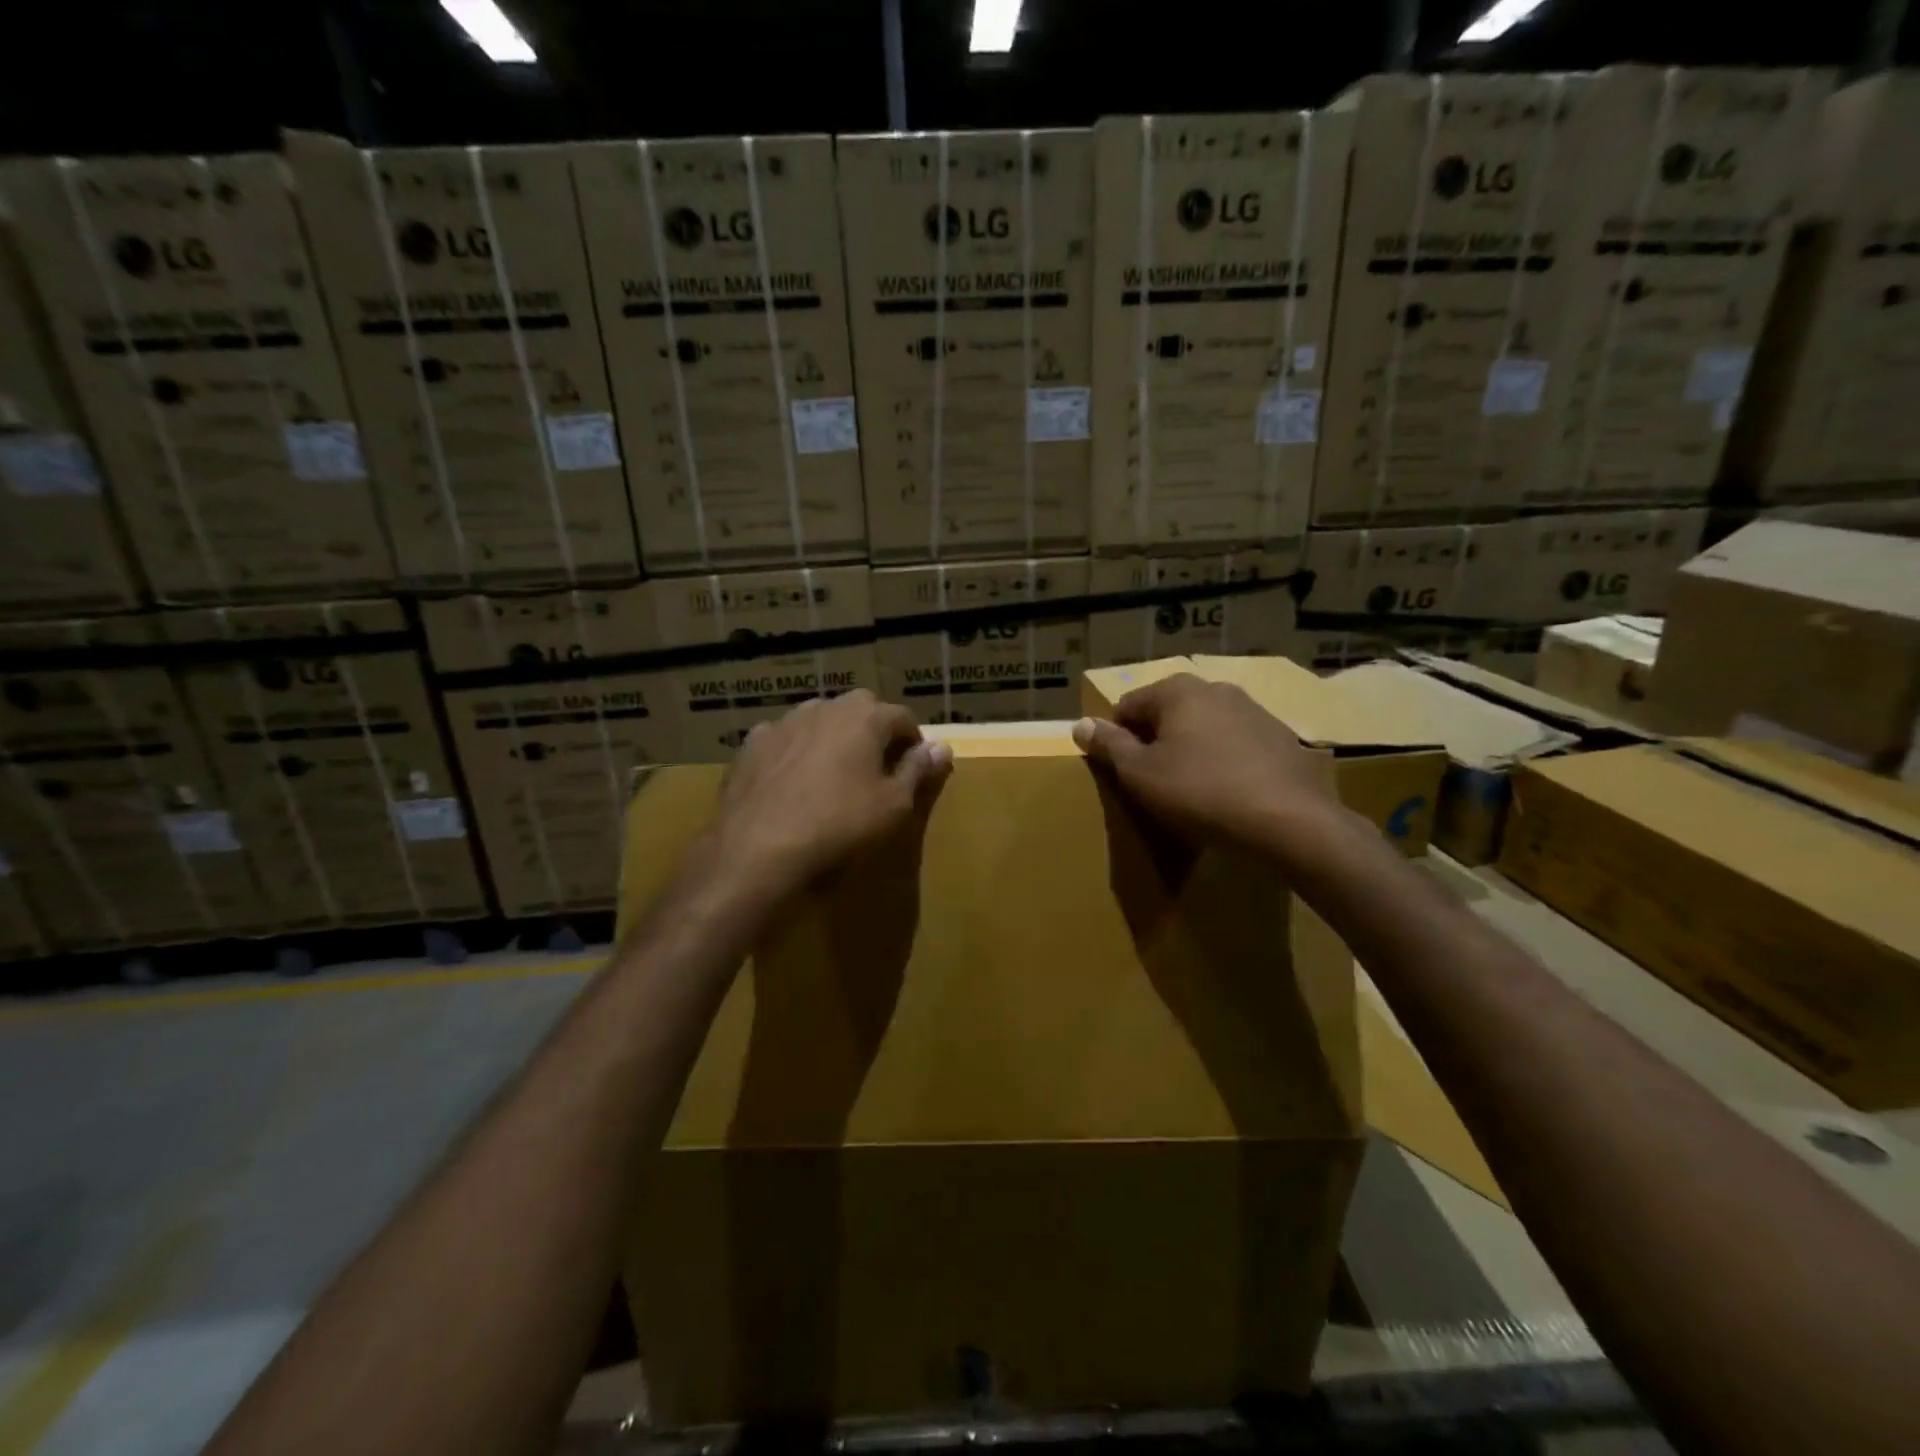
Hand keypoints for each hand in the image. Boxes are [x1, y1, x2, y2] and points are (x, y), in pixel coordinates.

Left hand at [710, 691, 952, 898]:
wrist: (758, 848)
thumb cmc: (839, 825)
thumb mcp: (893, 804)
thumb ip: (918, 770)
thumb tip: (943, 747)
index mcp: (864, 716)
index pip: (903, 717)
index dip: (914, 742)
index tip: (915, 769)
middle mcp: (823, 708)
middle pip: (859, 710)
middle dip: (873, 732)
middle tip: (877, 768)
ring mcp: (782, 723)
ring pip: (818, 721)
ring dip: (832, 738)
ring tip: (834, 775)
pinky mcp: (750, 746)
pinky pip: (784, 741)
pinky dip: (794, 754)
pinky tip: (792, 784)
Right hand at [1072, 672, 1346, 860]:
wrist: (1289, 821)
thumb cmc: (1200, 793)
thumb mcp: (1141, 774)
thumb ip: (1108, 745)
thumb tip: (1080, 724)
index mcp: (1177, 690)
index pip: (1127, 706)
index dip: (1117, 739)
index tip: (1122, 772)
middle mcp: (1215, 688)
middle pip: (1167, 713)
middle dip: (1155, 742)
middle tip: (1154, 783)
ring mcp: (1253, 710)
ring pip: (1203, 727)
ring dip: (1190, 750)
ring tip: (1192, 791)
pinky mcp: (1280, 736)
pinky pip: (1235, 744)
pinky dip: (1223, 760)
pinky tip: (1228, 792)